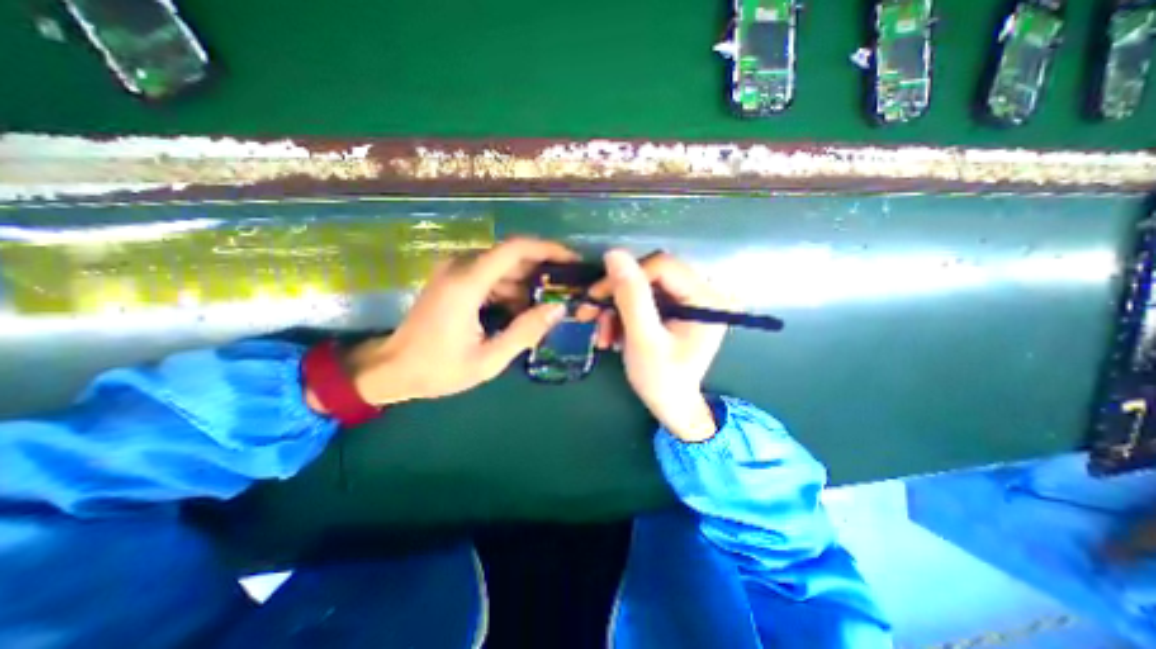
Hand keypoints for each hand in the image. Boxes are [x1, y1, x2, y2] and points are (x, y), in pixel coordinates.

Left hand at [341, 238, 576, 407]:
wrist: (391, 370)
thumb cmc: (437, 369)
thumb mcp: (488, 359)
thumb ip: (525, 332)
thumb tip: (558, 309)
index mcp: (467, 283)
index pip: (515, 249)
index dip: (548, 249)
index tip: (572, 260)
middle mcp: (460, 267)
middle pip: (512, 257)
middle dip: (542, 272)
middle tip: (566, 291)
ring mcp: (454, 272)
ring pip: (503, 268)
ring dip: (526, 285)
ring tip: (546, 309)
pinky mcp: (453, 280)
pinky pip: (490, 277)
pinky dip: (510, 290)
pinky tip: (520, 312)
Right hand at [592, 248, 724, 440]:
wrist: (671, 405)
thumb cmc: (662, 379)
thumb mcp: (643, 339)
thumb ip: (631, 296)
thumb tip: (614, 253)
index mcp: (706, 298)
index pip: (661, 266)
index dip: (625, 277)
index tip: (596, 298)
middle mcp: (703, 292)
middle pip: (650, 274)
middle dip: (616, 296)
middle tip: (591, 316)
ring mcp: (689, 299)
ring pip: (642, 287)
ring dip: (615, 308)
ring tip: (602, 335)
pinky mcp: (676, 307)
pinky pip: (644, 299)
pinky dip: (623, 314)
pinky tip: (612, 334)